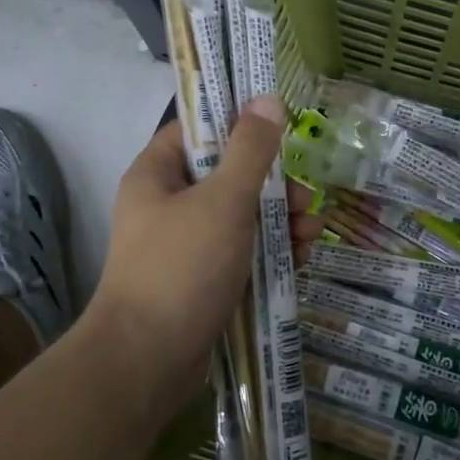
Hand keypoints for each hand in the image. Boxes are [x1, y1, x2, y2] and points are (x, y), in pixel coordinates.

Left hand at [87, 96, 322, 413]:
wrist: (148, 361)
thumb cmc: (182, 267)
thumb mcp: (223, 201)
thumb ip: (250, 150)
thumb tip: (268, 98)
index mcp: (157, 174)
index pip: (198, 130)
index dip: (238, 123)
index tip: (280, 127)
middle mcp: (167, 204)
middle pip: (228, 175)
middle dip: (273, 185)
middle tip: (306, 199)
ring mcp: (184, 245)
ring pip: (241, 217)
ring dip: (280, 221)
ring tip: (312, 234)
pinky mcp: (201, 280)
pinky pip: (241, 253)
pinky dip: (270, 253)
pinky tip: (300, 261)